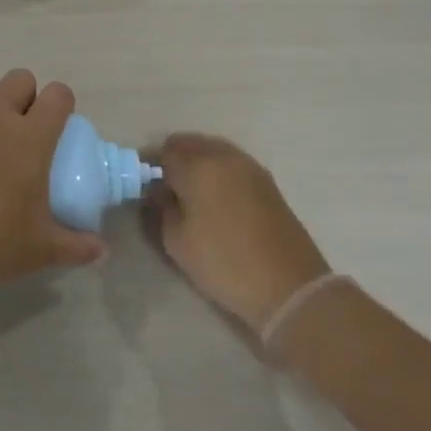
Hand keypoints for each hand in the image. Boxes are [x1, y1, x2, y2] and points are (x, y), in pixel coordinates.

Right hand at [145, 134, 332, 330]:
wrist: (289, 287)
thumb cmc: (224, 263)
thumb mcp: (177, 241)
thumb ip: (162, 208)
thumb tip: (159, 191)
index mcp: (198, 168)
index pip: (163, 152)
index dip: (148, 165)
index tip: (142, 184)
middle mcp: (224, 157)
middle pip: (189, 143)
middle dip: (172, 158)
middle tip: (163, 186)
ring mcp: (250, 167)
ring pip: (213, 149)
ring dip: (196, 161)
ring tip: (188, 191)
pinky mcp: (267, 181)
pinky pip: (231, 162)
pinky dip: (217, 169)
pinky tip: (213, 195)